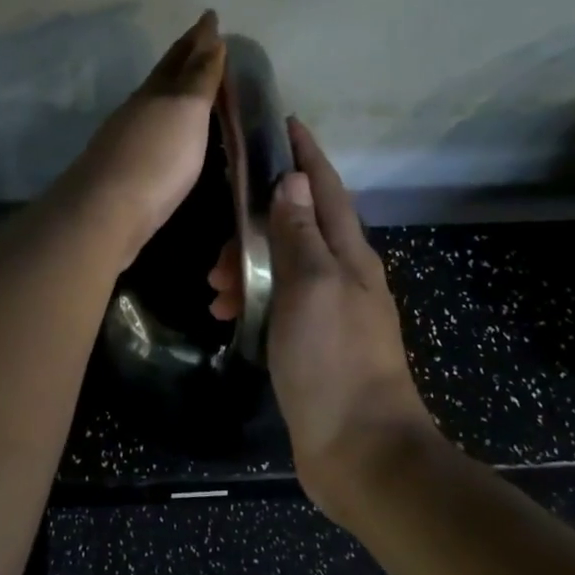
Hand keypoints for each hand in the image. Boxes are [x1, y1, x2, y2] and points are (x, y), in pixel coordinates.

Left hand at [57, 12, 225, 271]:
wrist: (106, 213)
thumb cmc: (156, 158)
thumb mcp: (185, 111)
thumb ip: (199, 77)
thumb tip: (209, 38)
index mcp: (154, 92)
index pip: (179, 57)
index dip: (197, 38)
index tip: (210, 18)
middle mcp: (137, 111)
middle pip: (163, 78)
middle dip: (185, 59)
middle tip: (206, 45)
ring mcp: (127, 142)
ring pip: (155, 106)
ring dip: (176, 93)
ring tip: (195, 90)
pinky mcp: (126, 173)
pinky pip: (153, 136)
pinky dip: (168, 126)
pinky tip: (172, 138)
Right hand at [209, 119, 436, 515]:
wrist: (361, 451)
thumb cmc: (333, 361)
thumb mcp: (311, 286)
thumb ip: (300, 232)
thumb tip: (294, 180)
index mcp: (350, 255)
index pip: (326, 188)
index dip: (305, 154)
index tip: (283, 123)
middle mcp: (344, 276)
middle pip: (299, 226)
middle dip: (257, 222)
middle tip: (218, 245)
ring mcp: (331, 311)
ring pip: (283, 265)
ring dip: (248, 264)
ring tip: (213, 286)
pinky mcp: (315, 343)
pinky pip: (278, 301)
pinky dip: (252, 297)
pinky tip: (227, 313)